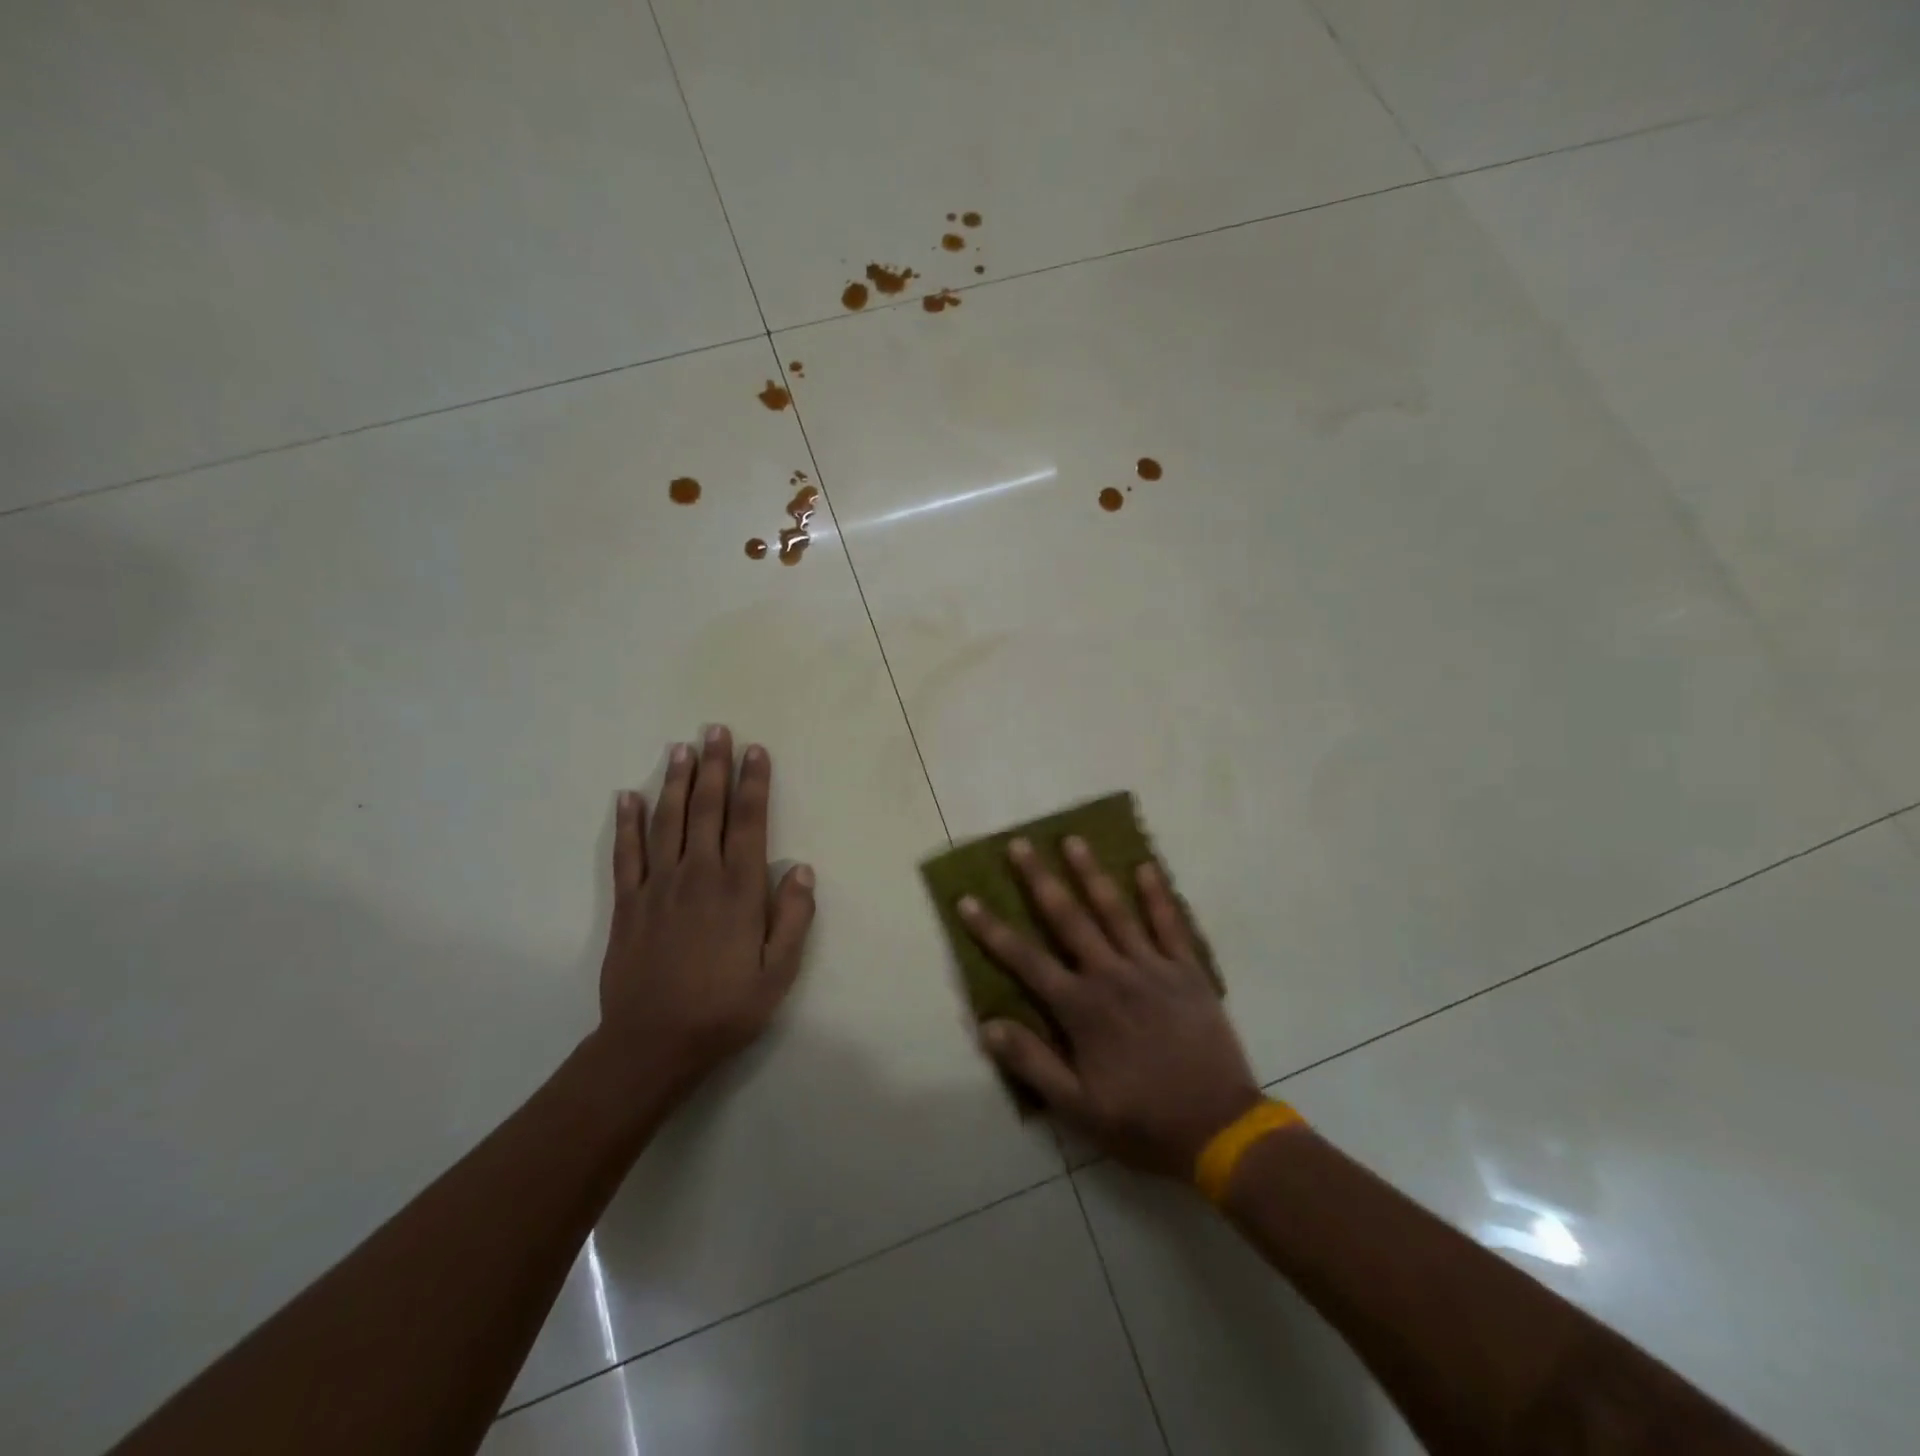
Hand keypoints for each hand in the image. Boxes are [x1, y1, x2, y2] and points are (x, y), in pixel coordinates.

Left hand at [593, 726, 814, 1102]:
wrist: (654, 1043)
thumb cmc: (726, 1008)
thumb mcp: (779, 972)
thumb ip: (793, 918)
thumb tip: (803, 870)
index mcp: (738, 889)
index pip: (749, 822)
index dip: (753, 783)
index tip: (755, 751)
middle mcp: (698, 875)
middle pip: (706, 809)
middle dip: (713, 766)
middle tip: (716, 730)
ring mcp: (658, 886)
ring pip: (667, 821)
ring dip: (675, 781)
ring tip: (681, 748)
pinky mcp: (627, 904)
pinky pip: (626, 854)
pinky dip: (627, 823)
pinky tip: (627, 797)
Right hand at [958, 836, 1261, 1177]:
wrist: (1220, 1129)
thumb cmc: (1143, 1121)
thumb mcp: (1079, 1109)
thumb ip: (1033, 1064)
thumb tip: (988, 1026)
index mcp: (1081, 1008)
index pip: (1026, 960)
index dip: (992, 930)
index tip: (967, 900)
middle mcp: (1111, 975)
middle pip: (1068, 918)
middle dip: (1039, 879)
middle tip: (1020, 844)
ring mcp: (1152, 968)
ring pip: (1115, 910)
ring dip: (1091, 873)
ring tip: (1073, 840)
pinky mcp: (1187, 971)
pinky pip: (1170, 924)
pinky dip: (1157, 895)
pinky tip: (1146, 867)